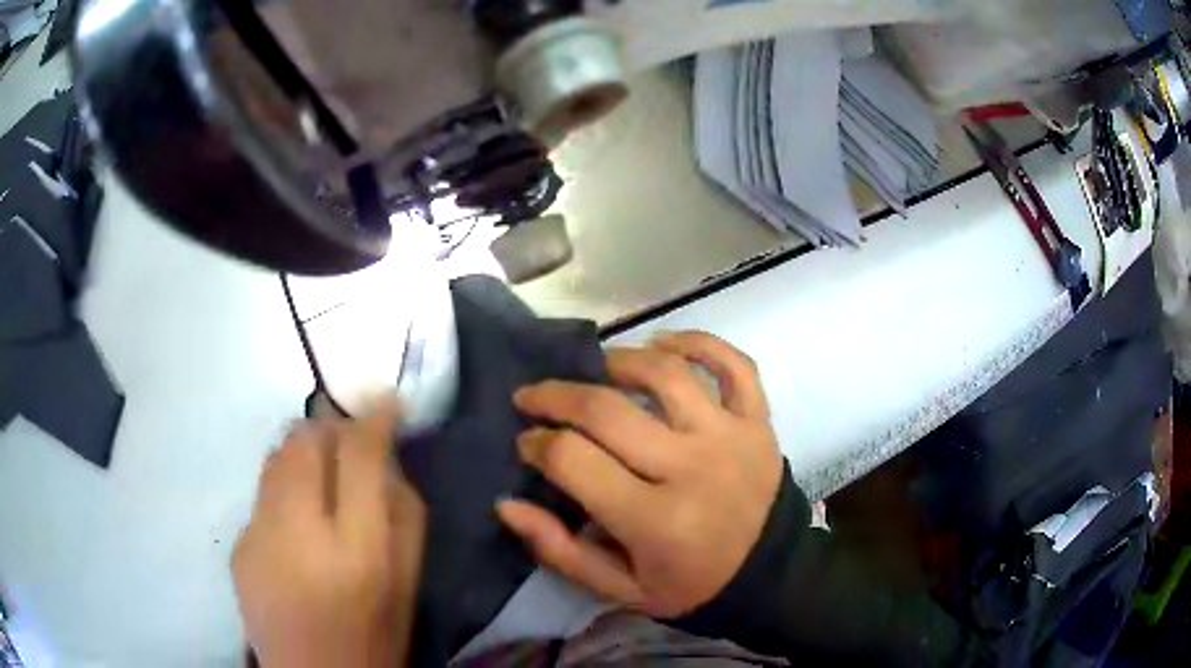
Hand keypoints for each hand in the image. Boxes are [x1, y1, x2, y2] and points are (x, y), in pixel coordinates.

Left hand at [232, 402, 425, 667]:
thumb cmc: (374, 635)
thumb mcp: (407, 584)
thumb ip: (403, 516)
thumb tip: (388, 458)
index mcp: (356, 550)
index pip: (359, 455)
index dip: (373, 418)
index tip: (386, 400)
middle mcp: (298, 532)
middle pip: (304, 441)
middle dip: (329, 426)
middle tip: (346, 439)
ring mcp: (258, 535)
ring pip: (276, 457)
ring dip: (302, 452)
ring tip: (318, 475)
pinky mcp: (237, 544)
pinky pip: (262, 493)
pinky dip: (282, 489)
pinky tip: (293, 522)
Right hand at [497, 331, 783, 617]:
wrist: (769, 576)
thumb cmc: (690, 586)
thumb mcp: (619, 588)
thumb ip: (559, 549)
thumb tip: (506, 504)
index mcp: (654, 520)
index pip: (574, 460)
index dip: (537, 444)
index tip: (526, 442)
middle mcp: (691, 468)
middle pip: (608, 409)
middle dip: (556, 395)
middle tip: (534, 396)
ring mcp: (730, 437)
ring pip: (666, 372)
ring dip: (620, 360)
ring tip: (596, 369)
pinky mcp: (758, 422)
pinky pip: (735, 365)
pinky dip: (699, 343)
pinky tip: (665, 344)